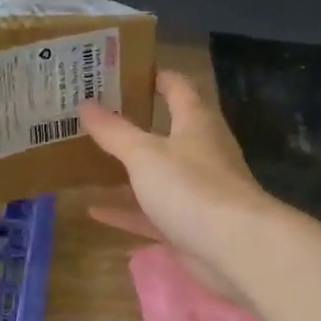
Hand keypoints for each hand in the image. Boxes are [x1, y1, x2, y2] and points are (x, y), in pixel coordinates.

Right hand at [79, 70, 280, 302]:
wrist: (236, 248)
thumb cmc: (192, 187)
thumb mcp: (144, 155)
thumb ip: (114, 132)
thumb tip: (85, 103)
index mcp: (195, 123)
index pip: (177, 87)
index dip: (153, 76)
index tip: (121, 71)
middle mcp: (199, 152)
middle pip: (164, 131)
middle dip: (131, 125)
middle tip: (93, 117)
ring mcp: (195, 191)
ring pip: (155, 175)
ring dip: (126, 170)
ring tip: (87, 161)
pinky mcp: (188, 225)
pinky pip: (150, 213)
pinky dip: (125, 211)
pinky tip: (94, 211)